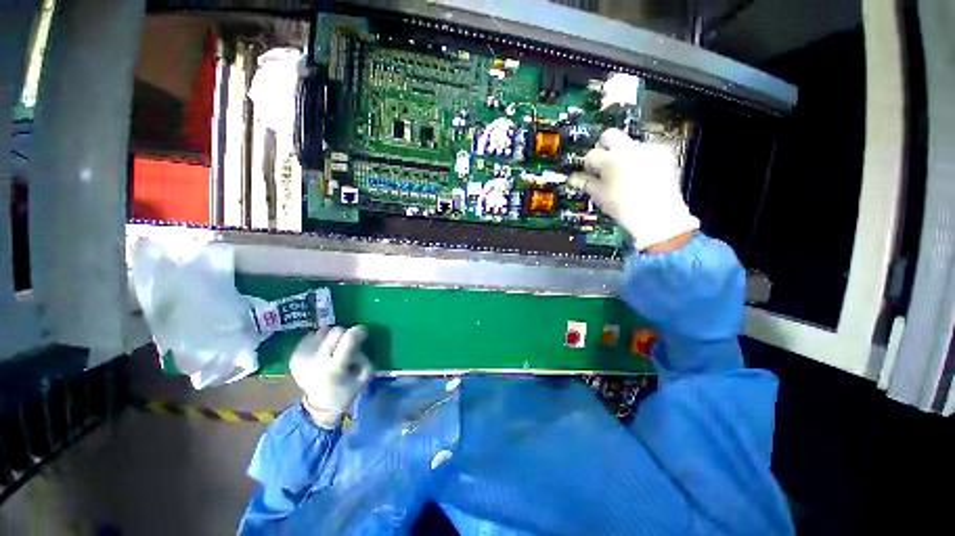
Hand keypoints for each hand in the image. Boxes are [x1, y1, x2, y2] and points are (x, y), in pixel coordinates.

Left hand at [289, 326, 374, 428]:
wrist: (318, 405)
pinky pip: (312, 337)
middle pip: (335, 331)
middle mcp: (315, 359)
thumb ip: (364, 359)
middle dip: (344, 334)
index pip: (347, 339)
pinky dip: (320, 341)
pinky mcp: (294, 355)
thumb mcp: (363, 378)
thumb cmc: (345, 391)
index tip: (363, 332)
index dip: (358, 332)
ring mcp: (302, 356)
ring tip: (333, 349)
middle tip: (348, 343)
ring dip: (331, 337)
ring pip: (323, 331)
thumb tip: (359, 344)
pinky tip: (322, 352)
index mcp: (334, 366)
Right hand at [571, 128, 698, 250]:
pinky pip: (648, 150)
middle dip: (604, 146)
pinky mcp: (664, 152)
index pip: (591, 154)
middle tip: (605, 163)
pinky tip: (644, 174)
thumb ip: (586, 183)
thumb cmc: (624, 208)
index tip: (591, 171)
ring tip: (628, 174)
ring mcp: (648, 148)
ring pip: (630, 143)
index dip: (589, 164)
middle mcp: (629, 149)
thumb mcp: (600, 196)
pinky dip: (644, 158)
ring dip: (626, 154)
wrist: (657, 214)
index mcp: (610, 161)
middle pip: (610, 135)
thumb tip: (575, 178)